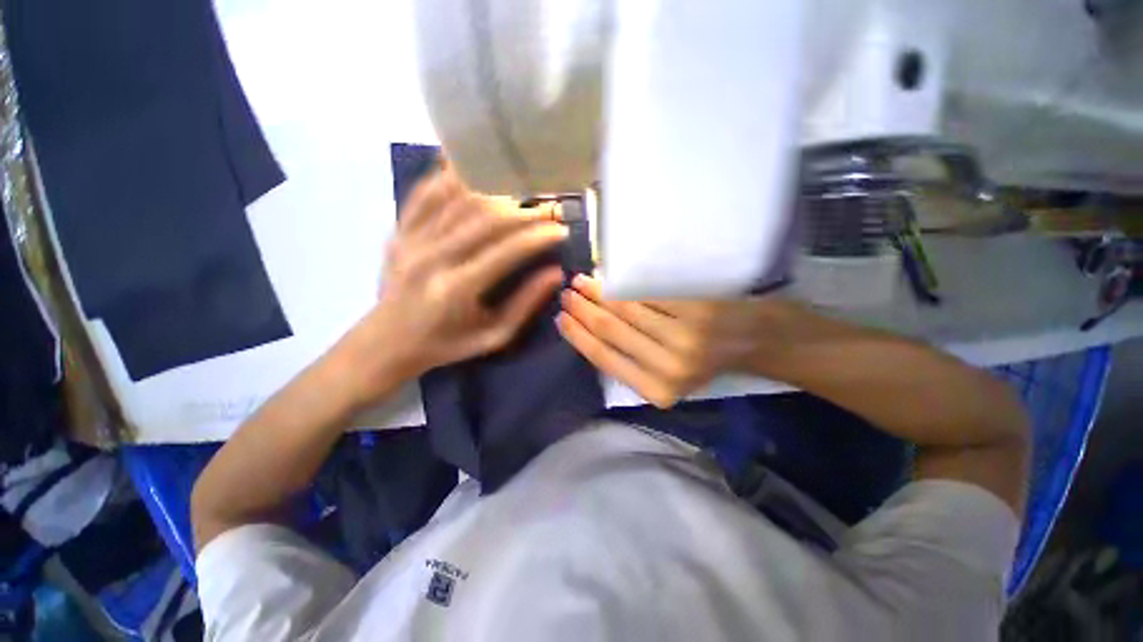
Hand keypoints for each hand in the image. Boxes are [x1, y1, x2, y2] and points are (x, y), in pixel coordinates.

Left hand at [341, 166, 566, 405]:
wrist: (387, 343)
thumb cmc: (446, 344)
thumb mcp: (493, 335)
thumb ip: (525, 305)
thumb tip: (555, 273)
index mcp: (457, 289)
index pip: (506, 252)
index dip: (537, 238)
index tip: (561, 230)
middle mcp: (432, 257)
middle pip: (485, 220)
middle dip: (523, 213)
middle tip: (548, 209)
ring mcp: (411, 240)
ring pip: (458, 200)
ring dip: (496, 192)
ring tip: (523, 192)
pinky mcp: (399, 231)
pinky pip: (425, 194)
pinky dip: (449, 177)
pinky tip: (472, 166)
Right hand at [556, 275, 799, 407]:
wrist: (762, 343)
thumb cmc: (711, 361)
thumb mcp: (669, 375)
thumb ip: (633, 359)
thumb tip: (592, 330)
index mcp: (657, 389)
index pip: (603, 358)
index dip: (578, 336)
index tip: (561, 318)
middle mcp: (668, 368)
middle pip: (610, 330)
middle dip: (582, 309)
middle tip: (568, 293)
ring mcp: (685, 338)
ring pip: (626, 309)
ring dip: (599, 292)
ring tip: (583, 281)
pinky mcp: (698, 311)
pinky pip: (649, 294)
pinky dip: (626, 284)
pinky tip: (611, 276)